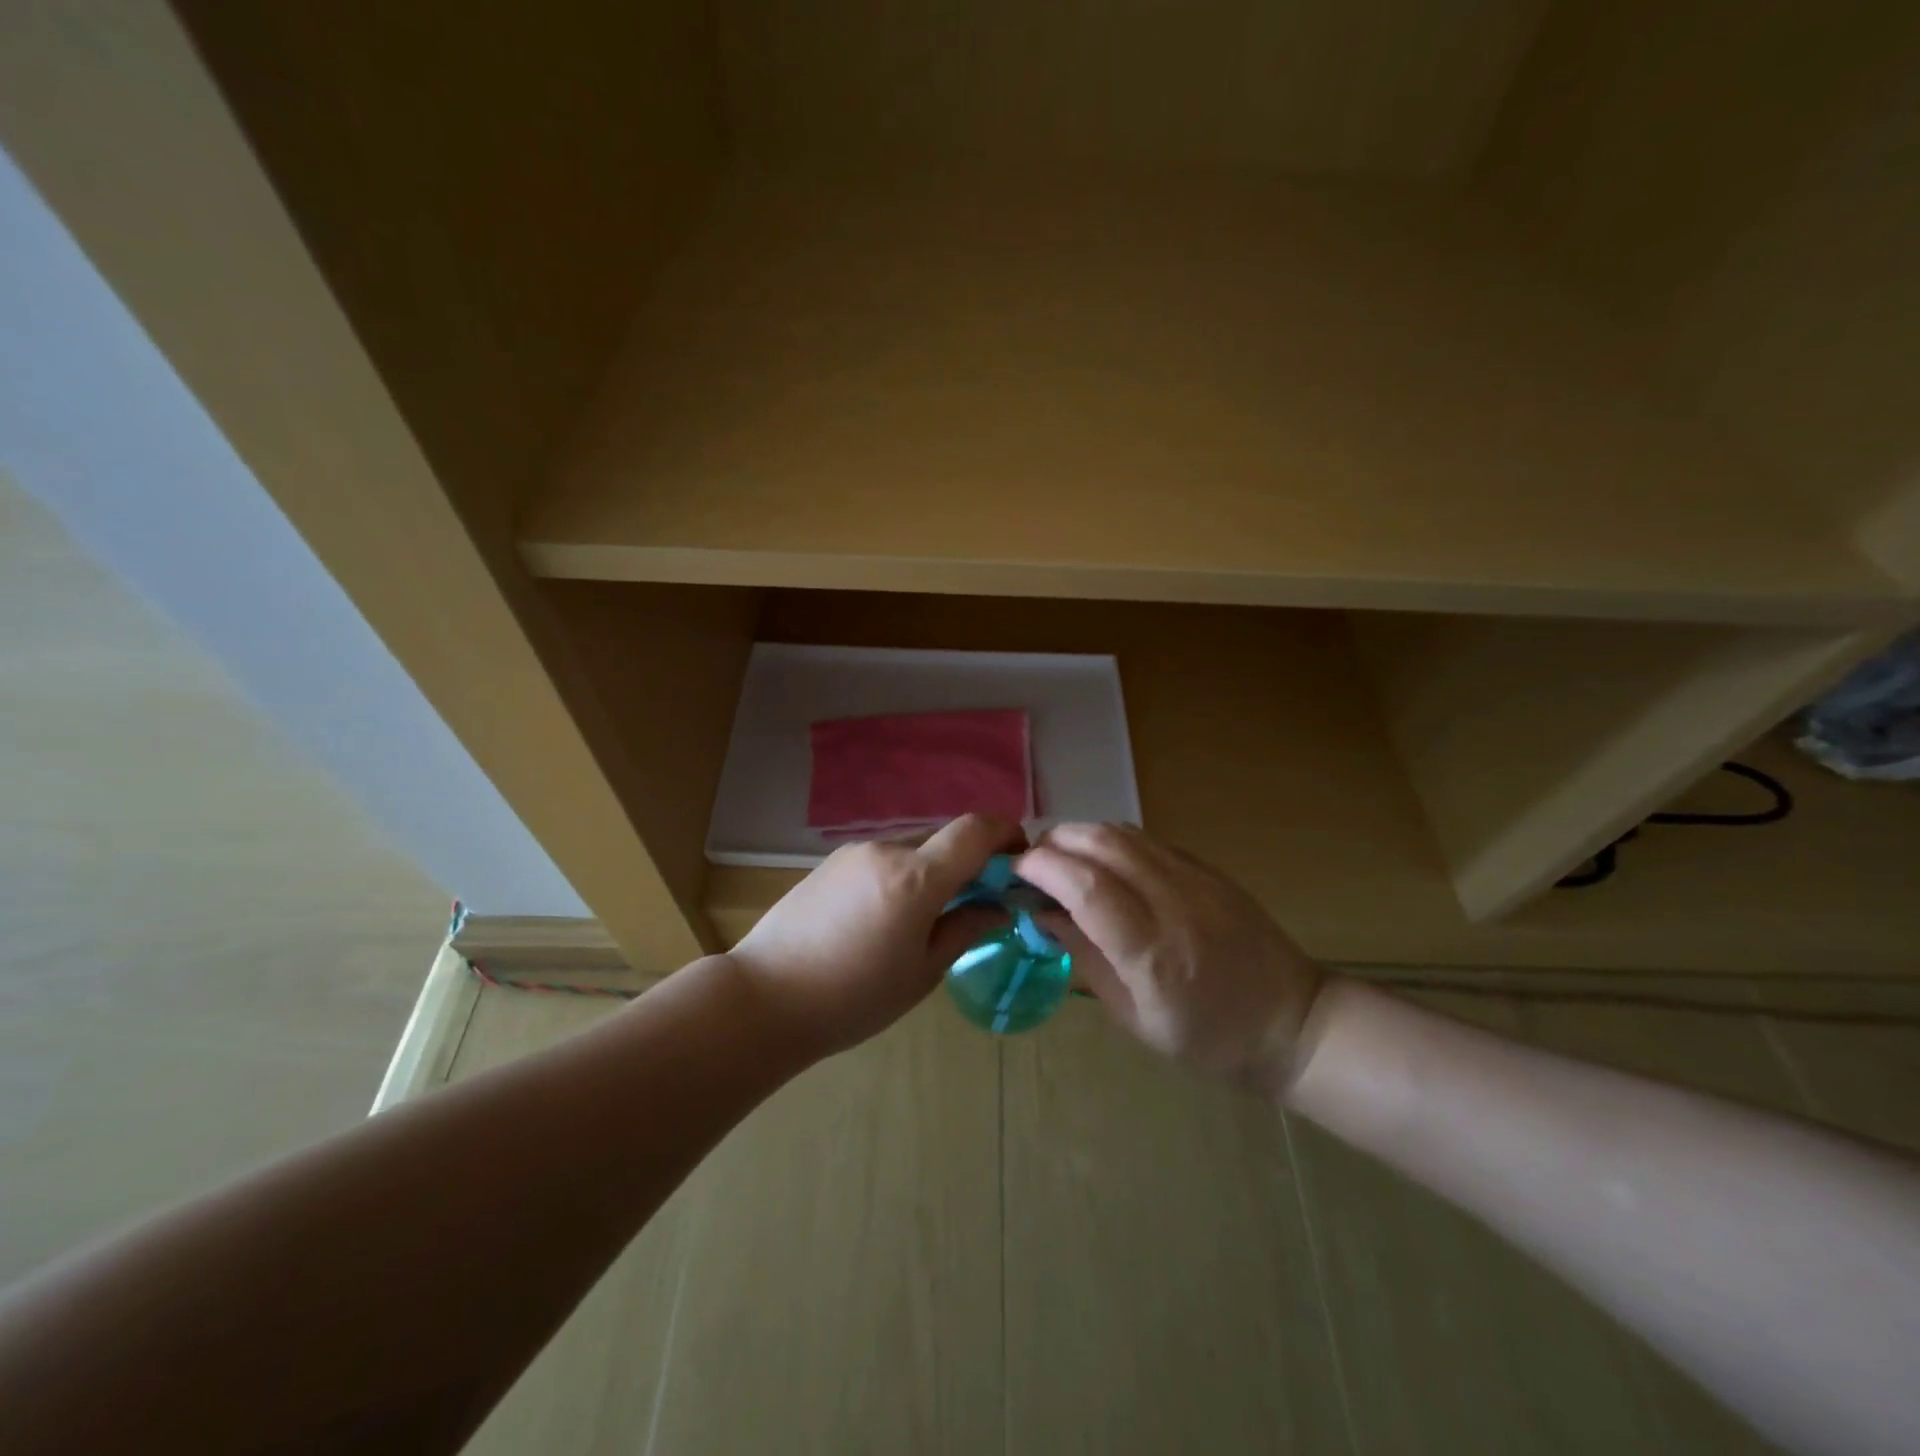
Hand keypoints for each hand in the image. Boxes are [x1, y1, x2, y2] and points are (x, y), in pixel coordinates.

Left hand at [725, 814, 1024, 1055]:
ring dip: (933, 869)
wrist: (765, 998)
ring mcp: (854, 853)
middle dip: (969, 861)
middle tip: (976, 901)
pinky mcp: (830, 863)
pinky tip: (886, 916)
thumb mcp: (921, 973)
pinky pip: (882, 858)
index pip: (974, 830)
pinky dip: (902, 874)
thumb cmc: (853, 997)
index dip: (1005, 833)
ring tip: (926, 917)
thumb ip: (964, 929)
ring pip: (912, 848)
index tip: (1019, 858)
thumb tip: (995, 907)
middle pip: (944, 839)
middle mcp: (887, 851)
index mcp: (916, 878)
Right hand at [1015, 824, 1327, 1093]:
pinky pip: (1146, 839)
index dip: (1042, 868)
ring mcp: (1196, 879)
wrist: (1290, 1023)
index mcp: (1152, 954)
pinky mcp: (1208, 868)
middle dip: (1054, 843)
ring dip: (1080, 835)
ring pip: (1123, 831)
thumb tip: (1042, 913)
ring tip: (1060, 858)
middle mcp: (1174, 903)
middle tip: (1032, 863)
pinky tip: (1100, 862)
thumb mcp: (1133, 1017)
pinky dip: (1110, 840)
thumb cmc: (1205, 1038)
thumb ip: (1085, 957)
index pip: (1087, 887)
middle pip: (1102, 843)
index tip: (1014, 872)